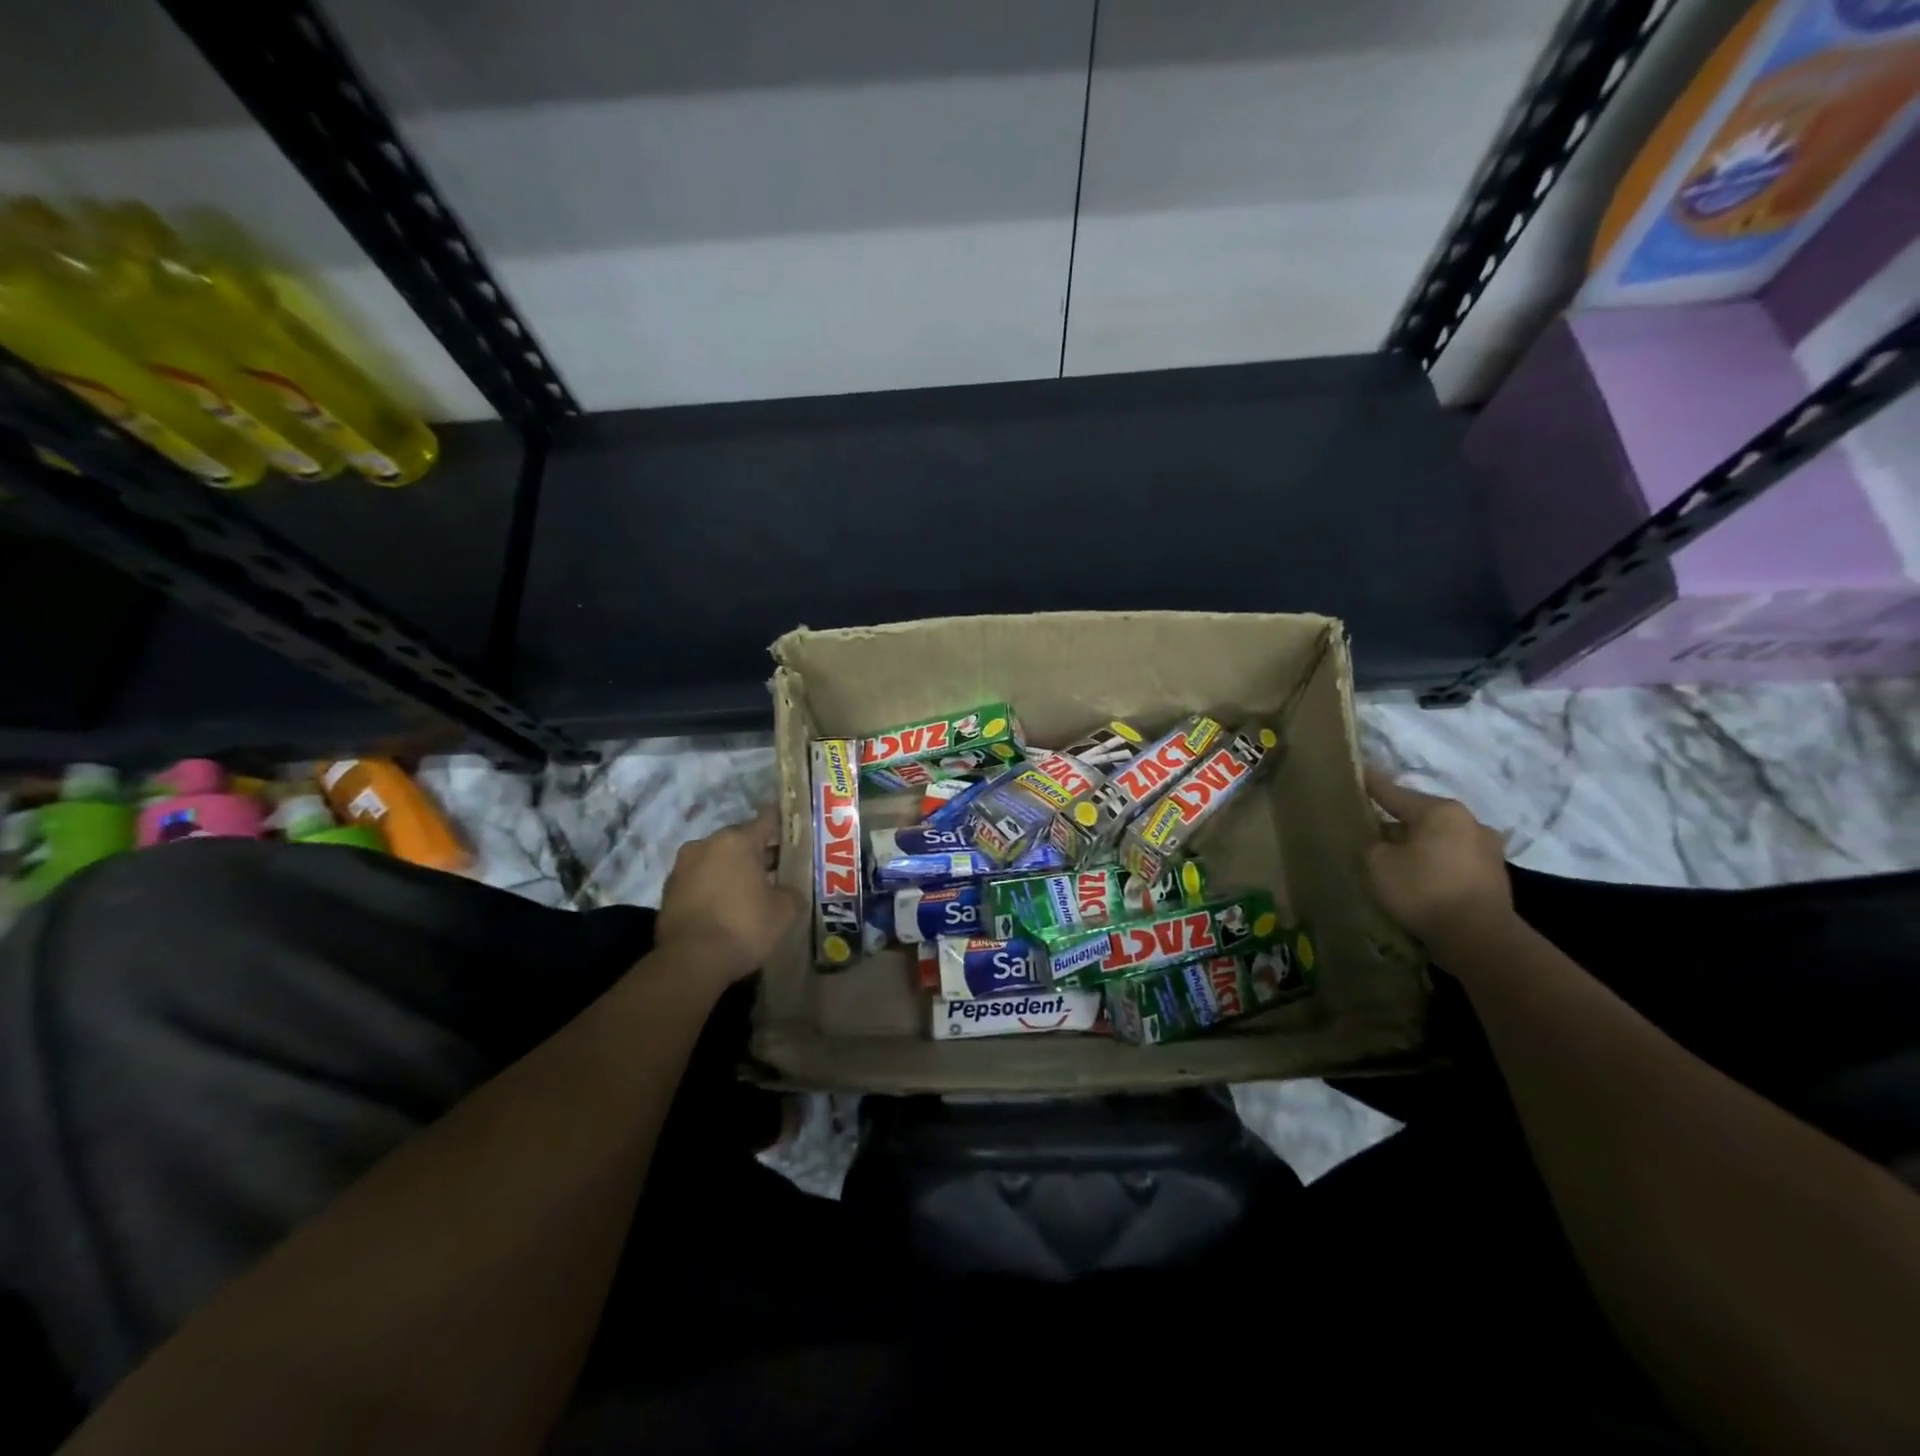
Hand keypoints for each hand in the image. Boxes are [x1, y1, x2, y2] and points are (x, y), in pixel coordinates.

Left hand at [656, 810, 799, 982]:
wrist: (691, 961)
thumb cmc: (744, 926)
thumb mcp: (785, 910)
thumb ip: (792, 891)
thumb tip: (788, 890)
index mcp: (737, 840)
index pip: (768, 820)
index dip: (784, 824)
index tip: (796, 829)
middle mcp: (707, 844)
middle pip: (740, 841)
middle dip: (759, 853)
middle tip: (779, 869)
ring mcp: (683, 866)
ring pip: (718, 860)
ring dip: (734, 870)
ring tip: (753, 891)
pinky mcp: (668, 890)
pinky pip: (700, 880)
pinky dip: (714, 887)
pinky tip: (727, 906)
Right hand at [1364, 767, 1513, 955]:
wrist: (1479, 939)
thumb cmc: (1423, 891)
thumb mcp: (1378, 864)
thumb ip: (1371, 843)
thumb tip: (1378, 840)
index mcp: (1440, 811)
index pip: (1394, 792)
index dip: (1370, 784)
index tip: (1356, 772)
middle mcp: (1469, 821)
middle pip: (1420, 816)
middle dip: (1395, 823)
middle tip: (1370, 831)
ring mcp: (1487, 848)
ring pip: (1438, 839)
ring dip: (1417, 845)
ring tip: (1395, 859)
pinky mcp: (1494, 875)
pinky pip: (1453, 860)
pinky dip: (1434, 864)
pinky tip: (1419, 878)